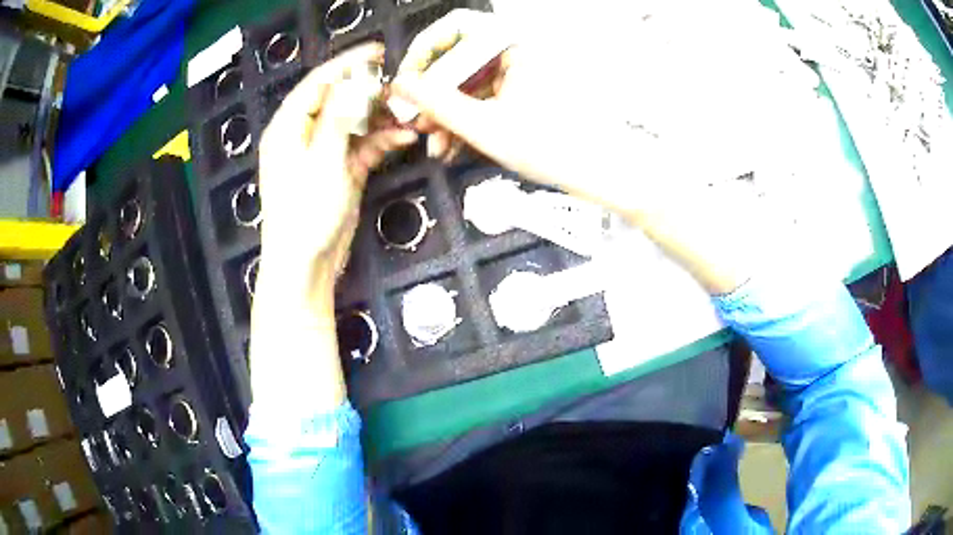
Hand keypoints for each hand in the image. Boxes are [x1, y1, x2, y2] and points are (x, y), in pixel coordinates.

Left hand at [258, 42, 416, 290]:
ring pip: (354, 123)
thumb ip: (337, 118)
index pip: (317, 84)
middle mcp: (303, 136)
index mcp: (288, 129)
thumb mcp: (322, 161)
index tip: (377, 53)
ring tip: (407, 115)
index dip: (346, 65)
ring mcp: (323, 154)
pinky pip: (362, 147)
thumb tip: (354, 83)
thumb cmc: (304, 215)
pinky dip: (381, 141)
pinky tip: (402, 138)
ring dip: (380, 119)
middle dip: (369, 93)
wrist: (305, 266)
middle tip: (399, 89)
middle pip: (338, 101)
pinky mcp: (339, 171)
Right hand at [390, 10, 665, 215]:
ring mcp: (519, 74)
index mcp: (513, 45)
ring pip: (468, 85)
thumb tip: (401, 86)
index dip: (423, 52)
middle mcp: (516, 52)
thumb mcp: (485, 126)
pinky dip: (466, 121)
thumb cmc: (553, 146)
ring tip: (434, 144)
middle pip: (459, 60)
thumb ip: (437, 103)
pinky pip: (483, 99)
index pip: (455, 28)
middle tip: (413, 122)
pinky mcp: (521, 95)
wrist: (599, 174)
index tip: (407, 81)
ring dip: (446, 115)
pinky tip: (452, 146)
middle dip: (433, 96)